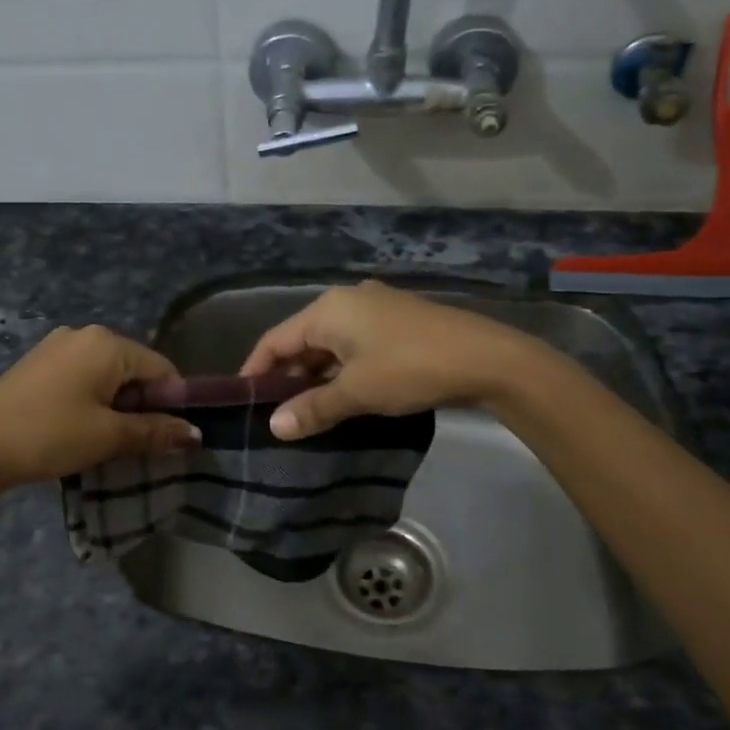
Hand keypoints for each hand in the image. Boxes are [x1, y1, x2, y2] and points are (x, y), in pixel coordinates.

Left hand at [0, 325, 199, 489]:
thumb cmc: (51, 435)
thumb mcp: (109, 436)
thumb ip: (156, 432)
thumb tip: (196, 434)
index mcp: (107, 342)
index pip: (162, 368)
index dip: (172, 404)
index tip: (166, 438)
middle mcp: (84, 333)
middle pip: (134, 369)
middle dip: (142, 405)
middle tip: (132, 443)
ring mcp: (57, 345)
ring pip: (107, 375)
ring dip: (116, 406)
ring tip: (103, 440)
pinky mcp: (38, 363)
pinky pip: (82, 376)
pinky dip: (91, 400)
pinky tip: (76, 427)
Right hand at [238, 282, 542, 439]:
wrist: (487, 359)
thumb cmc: (410, 368)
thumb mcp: (356, 392)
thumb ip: (312, 408)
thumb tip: (274, 428)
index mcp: (328, 309)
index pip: (275, 339)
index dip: (255, 370)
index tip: (242, 401)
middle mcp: (347, 301)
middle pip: (302, 340)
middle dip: (287, 376)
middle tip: (274, 414)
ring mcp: (376, 309)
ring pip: (330, 345)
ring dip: (316, 376)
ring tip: (305, 412)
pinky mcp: (397, 323)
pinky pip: (354, 346)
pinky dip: (341, 370)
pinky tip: (342, 396)